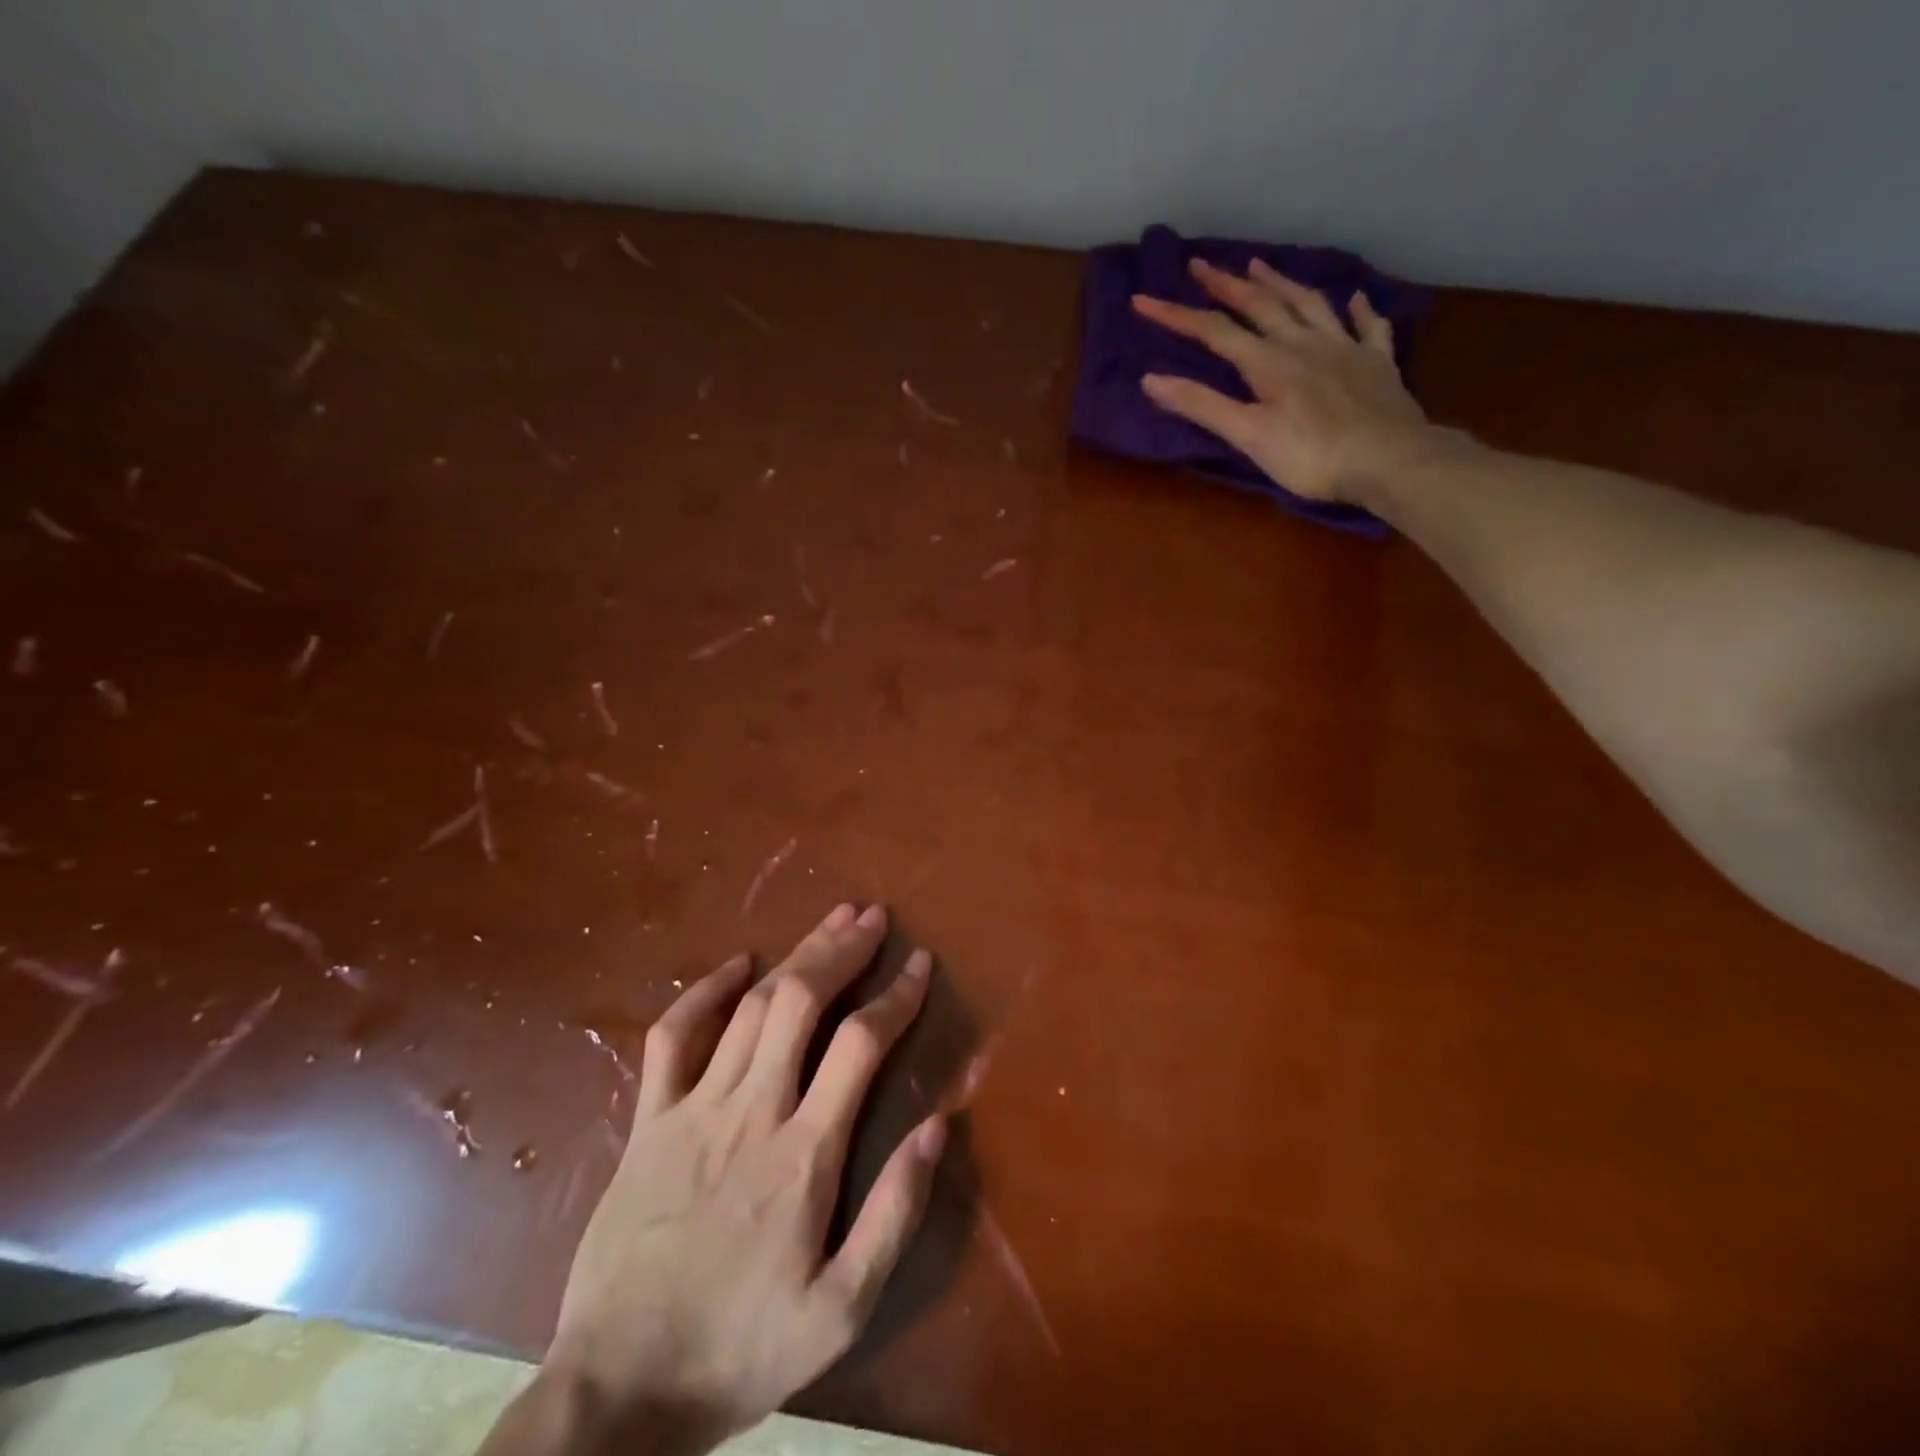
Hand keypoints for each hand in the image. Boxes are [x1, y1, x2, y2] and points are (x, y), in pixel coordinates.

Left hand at [483, 904, 944, 1455]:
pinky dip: (707, 991)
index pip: (861, 1044)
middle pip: (802, 1002)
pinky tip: (738, 964)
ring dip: (796, 955)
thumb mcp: (841, 1309)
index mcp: (804, 1154)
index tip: (921, 964)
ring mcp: (692, 1109)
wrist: (618, 1392)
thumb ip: (895, 1213)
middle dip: (843, 950)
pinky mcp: (648, 1120)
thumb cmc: (742, 1350)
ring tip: (831, 921)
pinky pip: (673, 1035)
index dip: (897, 995)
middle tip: (873, 917)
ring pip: (752, 1006)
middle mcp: (750, 1112)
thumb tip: (939, 1124)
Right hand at [1133, 257, 1439, 506]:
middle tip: (1201, 264)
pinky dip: (1359, 310)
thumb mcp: (1247, 435)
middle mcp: (1304, 343)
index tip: (1143, 300)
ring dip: (1281, 284)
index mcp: (1268, 362)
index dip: (1176, 315)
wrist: (1388, 459)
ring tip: (1261, 265)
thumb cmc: (1310, 456)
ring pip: (1309, 304)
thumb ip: (1201, 406)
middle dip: (1226, 284)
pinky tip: (1354, 299)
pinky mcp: (1377, 363)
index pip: (1214, 332)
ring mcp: (1345, 348)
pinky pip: (1368, 327)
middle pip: (1260, 305)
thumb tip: (1150, 380)